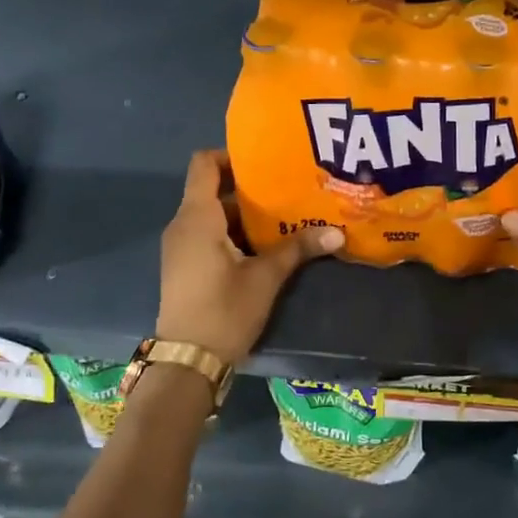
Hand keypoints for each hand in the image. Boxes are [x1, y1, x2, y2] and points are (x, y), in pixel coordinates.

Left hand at [156, 150, 343, 366]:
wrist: (188, 361)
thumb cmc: (224, 310)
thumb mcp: (265, 277)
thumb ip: (297, 249)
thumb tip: (337, 233)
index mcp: (197, 217)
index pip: (204, 164)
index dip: (231, 155)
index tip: (265, 162)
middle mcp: (183, 225)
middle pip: (212, 190)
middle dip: (249, 189)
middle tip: (287, 189)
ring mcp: (180, 247)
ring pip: (212, 215)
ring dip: (244, 215)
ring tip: (283, 216)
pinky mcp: (184, 266)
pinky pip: (207, 235)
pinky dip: (233, 233)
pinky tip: (265, 246)